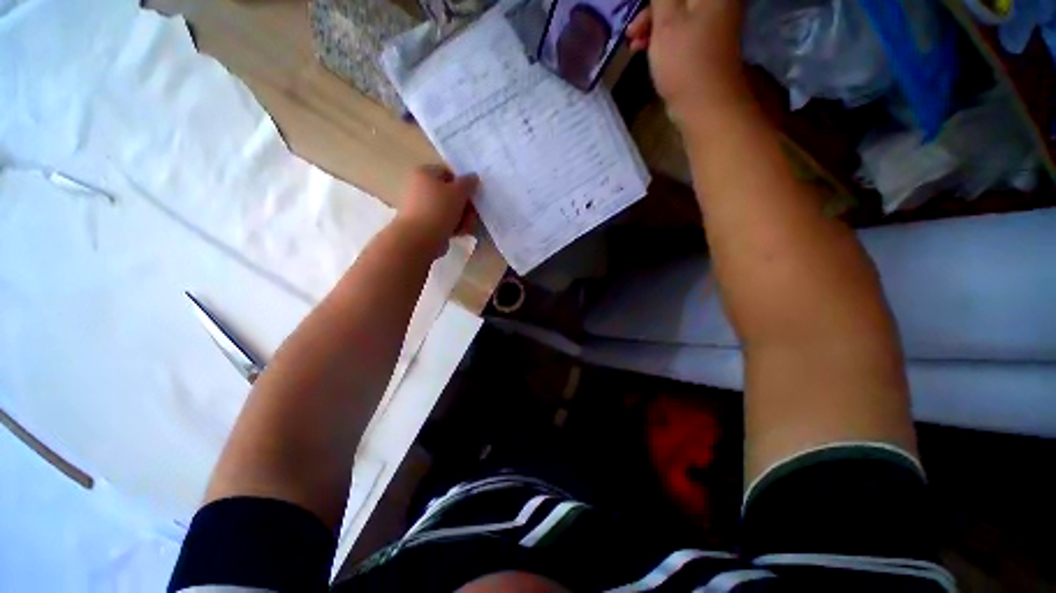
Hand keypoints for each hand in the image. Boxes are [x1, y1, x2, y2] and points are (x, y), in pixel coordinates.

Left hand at [395, 165, 478, 257]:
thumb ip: (468, 183)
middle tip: (473, 214)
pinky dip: (454, 226)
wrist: (419, 239)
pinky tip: (461, 233)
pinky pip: (444, 222)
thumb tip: (473, 177)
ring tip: (468, 226)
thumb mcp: (458, 192)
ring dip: (463, 217)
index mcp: (424, 174)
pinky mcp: (425, 224)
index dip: (463, 183)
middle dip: (465, 205)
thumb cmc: (439, 209)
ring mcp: (422, 208)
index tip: (473, 195)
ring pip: (449, 210)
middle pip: (450, 194)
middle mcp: (420, 188)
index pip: (448, 173)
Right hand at [626, 0, 747, 127]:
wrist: (704, 103)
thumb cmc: (684, 60)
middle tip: (632, 27)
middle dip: (652, 8)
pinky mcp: (704, 40)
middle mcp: (716, 0)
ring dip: (652, 23)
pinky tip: (643, 48)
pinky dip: (661, 34)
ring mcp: (712, 20)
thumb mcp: (667, 20)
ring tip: (633, 42)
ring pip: (676, 11)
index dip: (655, 0)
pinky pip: (680, 27)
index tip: (638, 8)